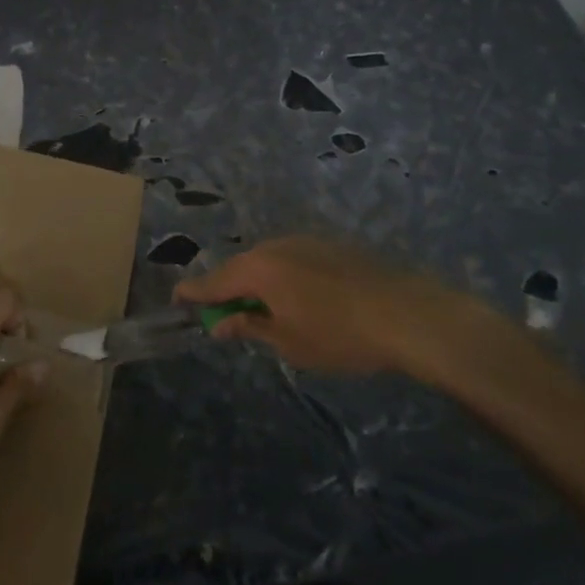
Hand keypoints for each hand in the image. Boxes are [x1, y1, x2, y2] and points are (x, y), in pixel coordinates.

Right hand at [174, 235, 502, 376]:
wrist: (408, 314)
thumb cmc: (339, 335)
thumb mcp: (288, 342)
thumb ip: (250, 327)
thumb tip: (221, 324)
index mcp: (258, 269)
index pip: (213, 281)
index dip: (193, 293)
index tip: (176, 299)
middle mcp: (275, 246)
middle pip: (240, 268)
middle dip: (229, 291)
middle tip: (224, 316)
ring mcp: (305, 242)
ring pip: (268, 263)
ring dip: (259, 284)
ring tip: (265, 312)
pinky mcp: (330, 246)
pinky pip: (292, 261)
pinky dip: (284, 278)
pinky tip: (300, 300)